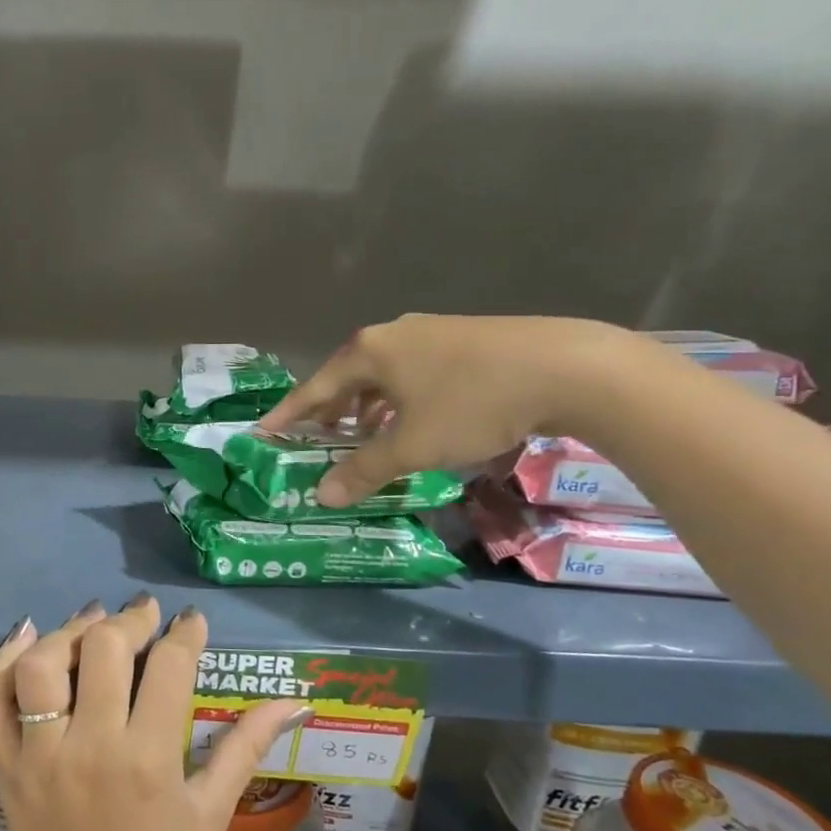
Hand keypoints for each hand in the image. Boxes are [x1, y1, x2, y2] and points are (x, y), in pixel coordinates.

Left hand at [0, 596, 305, 830]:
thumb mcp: (211, 815)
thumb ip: (246, 748)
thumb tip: (294, 700)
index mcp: (148, 759)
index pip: (169, 666)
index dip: (185, 633)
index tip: (191, 621)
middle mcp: (90, 745)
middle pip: (103, 648)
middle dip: (130, 620)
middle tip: (145, 616)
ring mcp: (39, 753)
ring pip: (42, 664)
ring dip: (69, 632)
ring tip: (93, 624)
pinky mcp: (5, 764)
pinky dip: (3, 661)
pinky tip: (27, 636)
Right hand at [258, 314, 632, 507]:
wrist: (565, 367)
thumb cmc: (472, 404)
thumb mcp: (412, 445)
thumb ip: (364, 470)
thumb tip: (322, 496)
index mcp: (369, 351)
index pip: (315, 387)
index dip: (289, 413)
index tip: (265, 431)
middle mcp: (394, 336)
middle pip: (347, 377)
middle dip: (329, 412)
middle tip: (316, 441)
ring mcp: (431, 334)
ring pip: (382, 375)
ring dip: (366, 408)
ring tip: (362, 437)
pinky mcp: (464, 341)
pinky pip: (412, 373)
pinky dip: (398, 399)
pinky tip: (413, 420)